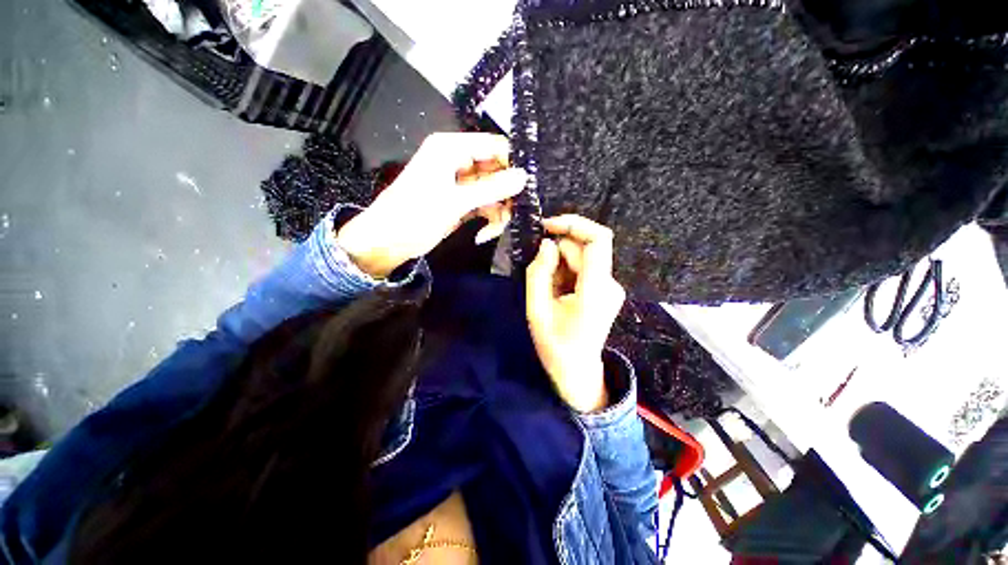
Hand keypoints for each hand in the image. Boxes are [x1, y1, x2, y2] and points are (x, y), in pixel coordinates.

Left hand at [336, 133, 526, 277]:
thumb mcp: (455, 201)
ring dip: (498, 212)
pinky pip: (485, 206)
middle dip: (506, 195)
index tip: (528, 186)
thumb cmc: (415, 215)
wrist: (388, 242)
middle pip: (497, 171)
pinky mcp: (462, 203)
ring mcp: (461, 184)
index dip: (512, 164)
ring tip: (494, 230)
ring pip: (494, 192)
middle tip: (515, 214)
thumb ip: (491, 188)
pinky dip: (489, 220)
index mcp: (452, 149)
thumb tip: (524, 177)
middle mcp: (458, 162)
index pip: (494, 146)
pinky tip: (484, 235)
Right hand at [526, 215, 626, 412]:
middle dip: (558, 251)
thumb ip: (539, 273)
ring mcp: (611, 287)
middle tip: (538, 271)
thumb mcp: (536, 310)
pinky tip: (557, 291)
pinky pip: (584, 267)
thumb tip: (547, 244)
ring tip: (548, 289)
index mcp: (595, 291)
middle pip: (585, 249)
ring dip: (560, 264)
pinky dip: (566, 271)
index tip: (547, 226)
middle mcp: (610, 284)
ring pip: (583, 257)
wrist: (576, 370)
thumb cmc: (554, 345)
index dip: (574, 224)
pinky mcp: (606, 289)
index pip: (598, 240)